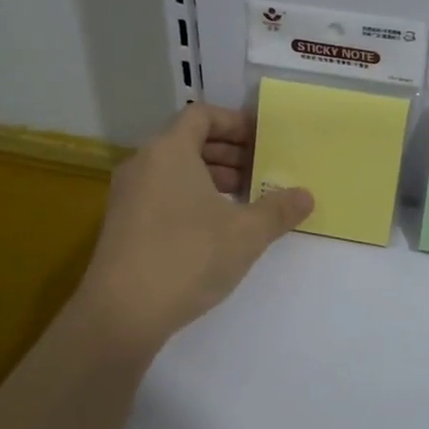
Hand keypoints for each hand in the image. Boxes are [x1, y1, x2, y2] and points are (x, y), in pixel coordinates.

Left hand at [72, 104, 313, 357]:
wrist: (122, 313)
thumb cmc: (188, 257)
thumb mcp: (246, 233)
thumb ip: (278, 209)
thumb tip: (306, 195)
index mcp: (169, 151)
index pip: (201, 115)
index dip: (234, 123)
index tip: (262, 140)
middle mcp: (143, 164)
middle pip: (188, 141)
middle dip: (227, 153)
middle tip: (260, 170)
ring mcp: (127, 195)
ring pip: (174, 170)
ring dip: (210, 177)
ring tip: (243, 200)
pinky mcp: (122, 225)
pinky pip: (161, 193)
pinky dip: (190, 197)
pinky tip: (214, 228)